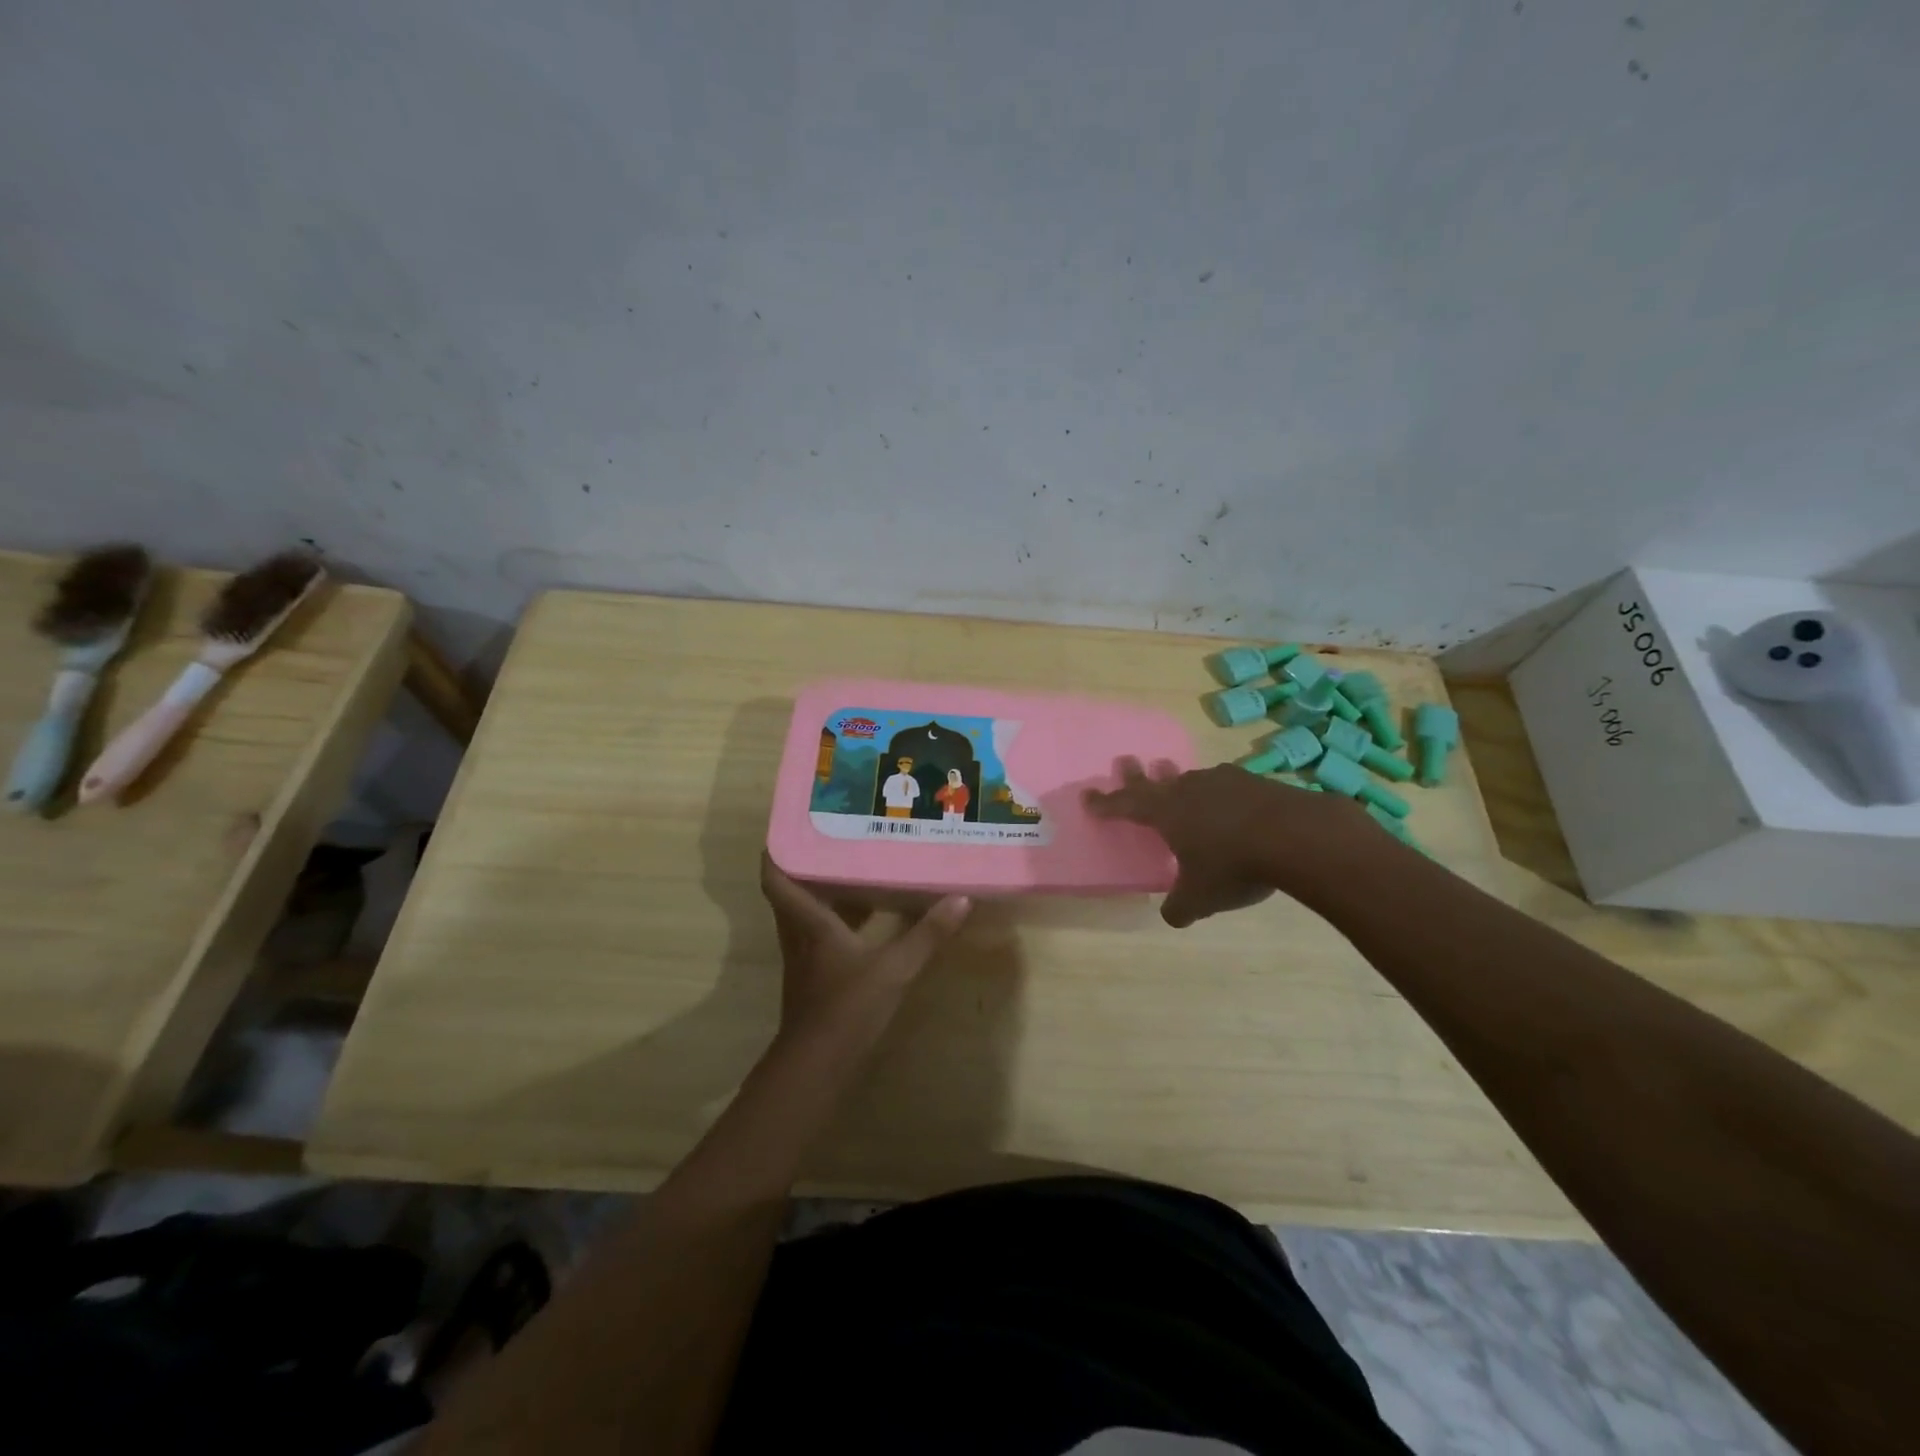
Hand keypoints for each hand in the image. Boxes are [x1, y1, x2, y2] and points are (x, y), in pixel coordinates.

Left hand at [759, 854, 970, 1047]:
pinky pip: (820, 934)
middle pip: (791, 892)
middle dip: (806, 863)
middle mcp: (799, 935)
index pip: (776, 879)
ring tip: (852, 866)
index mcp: (808, 923)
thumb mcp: (894, 968)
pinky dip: (836, 919)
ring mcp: (804, 959)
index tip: (791, 824)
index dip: (777, 850)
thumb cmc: (847, 1007)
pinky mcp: (815, 978)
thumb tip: (960, 899)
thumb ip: (927, 935)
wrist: (819, 1066)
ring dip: (822, 891)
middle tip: (834, 836)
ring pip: (805, 913)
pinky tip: (864, 917)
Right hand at [1084, 758, 1373, 926]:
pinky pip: (1227, 785)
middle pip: (1156, 781)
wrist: (1297, 836)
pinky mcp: (1256, 782)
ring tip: (1177, 782)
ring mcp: (1224, 781)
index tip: (1088, 795)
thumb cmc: (1234, 866)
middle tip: (1125, 762)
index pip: (1126, 806)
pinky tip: (1230, 801)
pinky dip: (1220, 793)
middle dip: (1137, 776)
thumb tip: (1171, 916)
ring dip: (1180, 781)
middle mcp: (1189, 790)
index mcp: (1166, 814)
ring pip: (1192, 780)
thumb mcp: (1200, 897)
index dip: (1106, 803)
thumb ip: (1180, 907)